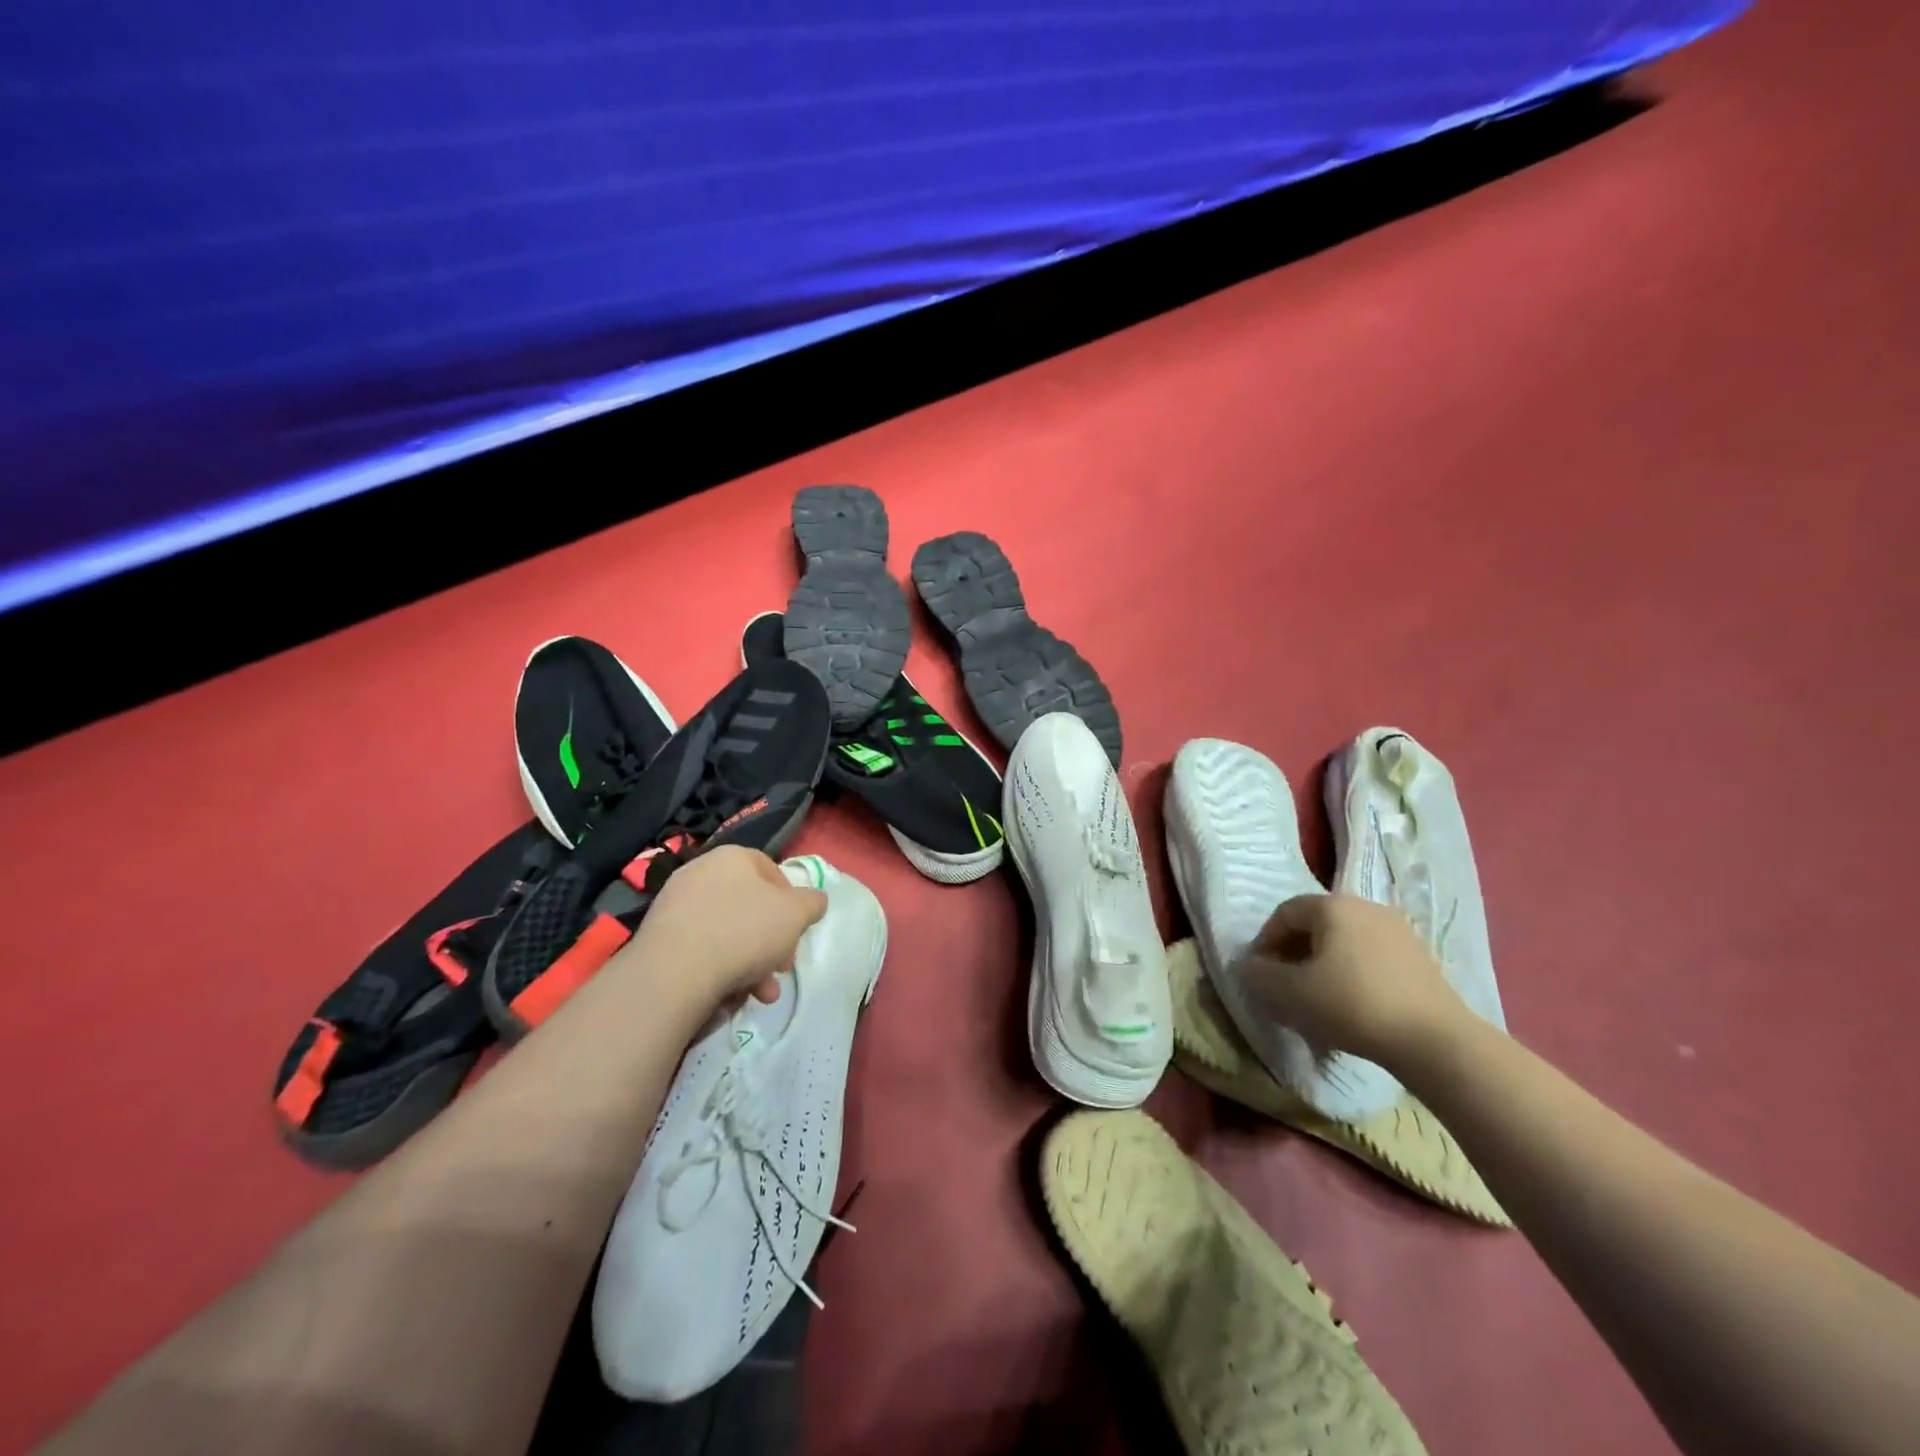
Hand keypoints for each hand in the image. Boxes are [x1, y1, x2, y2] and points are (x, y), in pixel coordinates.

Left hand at [622, 846, 827, 1010]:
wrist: (675, 971)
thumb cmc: (744, 931)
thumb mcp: (796, 914)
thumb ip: (811, 903)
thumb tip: (815, 900)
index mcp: (733, 856)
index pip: (771, 871)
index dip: (792, 903)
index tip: (797, 932)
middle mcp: (701, 871)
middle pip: (749, 906)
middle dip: (771, 940)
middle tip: (780, 968)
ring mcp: (675, 904)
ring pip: (726, 931)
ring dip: (750, 962)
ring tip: (760, 993)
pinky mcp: (657, 937)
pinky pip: (700, 948)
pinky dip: (719, 968)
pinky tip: (730, 994)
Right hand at [1240, 892, 1465, 1068]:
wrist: (1434, 1042)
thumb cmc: (1351, 1005)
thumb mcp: (1288, 993)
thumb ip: (1259, 975)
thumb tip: (1250, 966)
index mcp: (1332, 905)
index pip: (1284, 913)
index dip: (1264, 942)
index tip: (1260, 974)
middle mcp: (1365, 906)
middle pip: (1315, 925)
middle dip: (1294, 954)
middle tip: (1285, 987)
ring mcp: (1398, 931)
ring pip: (1344, 942)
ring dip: (1323, 965)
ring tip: (1318, 1000)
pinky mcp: (1421, 958)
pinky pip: (1371, 958)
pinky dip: (1353, 975)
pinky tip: (1352, 1006)